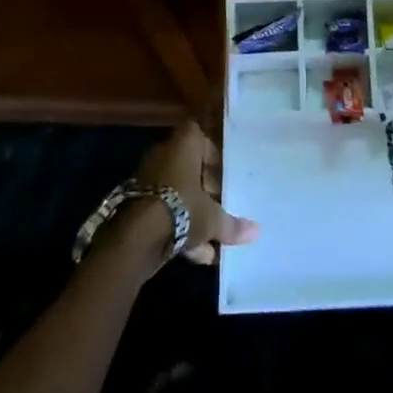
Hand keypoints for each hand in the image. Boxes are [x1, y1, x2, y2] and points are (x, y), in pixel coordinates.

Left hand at [135, 121, 258, 265]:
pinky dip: (178, 227)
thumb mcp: (213, 218)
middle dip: (205, 189)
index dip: (215, 156)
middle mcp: (165, 154)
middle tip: (221, 207)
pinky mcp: (137, 203)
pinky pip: (164, 209)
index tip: (225, 177)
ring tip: (213, 239)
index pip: (202, 138)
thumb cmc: (182, 208)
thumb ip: (232, 225)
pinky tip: (197, 254)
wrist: (136, 235)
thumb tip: (257, 232)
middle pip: (190, 167)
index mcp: (185, 144)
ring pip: (177, 191)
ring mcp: (148, 178)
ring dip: (193, 212)